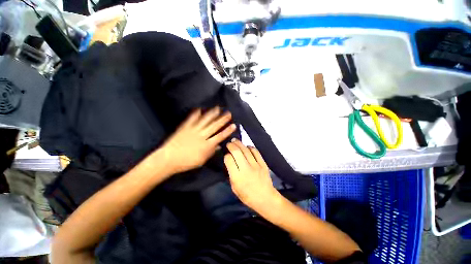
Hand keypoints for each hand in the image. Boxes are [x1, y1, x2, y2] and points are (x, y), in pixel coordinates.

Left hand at [162, 107, 236, 173]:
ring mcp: (193, 130)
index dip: (227, 131)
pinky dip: (195, 114)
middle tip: (228, 113)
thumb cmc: (186, 162)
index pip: (220, 136)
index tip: (233, 125)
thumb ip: (211, 152)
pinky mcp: (185, 128)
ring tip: (218, 108)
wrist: (168, 159)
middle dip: (222, 120)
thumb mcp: (201, 160)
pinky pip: (191, 119)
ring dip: (212, 114)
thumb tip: (218, 146)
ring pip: (204, 121)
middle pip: (214, 126)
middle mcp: (201, 136)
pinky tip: (199, 108)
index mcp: (206, 145)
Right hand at [224, 139, 278, 210]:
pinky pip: (256, 152)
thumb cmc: (247, 196)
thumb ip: (231, 174)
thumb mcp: (234, 188)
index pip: (229, 160)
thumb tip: (230, 161)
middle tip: (229, 143)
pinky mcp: (263, 163)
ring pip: (246, 150)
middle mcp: (246, 169)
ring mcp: (256, 165)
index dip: (226, 156)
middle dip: (231, 145)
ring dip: (240, 144)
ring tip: (236, 141)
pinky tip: (247, 146)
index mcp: (237, 177)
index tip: (227, 155)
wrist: (265, 198)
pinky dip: (250, 147)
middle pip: (237, 152)